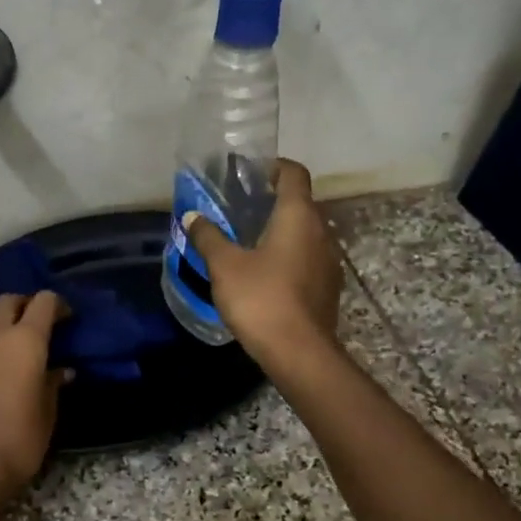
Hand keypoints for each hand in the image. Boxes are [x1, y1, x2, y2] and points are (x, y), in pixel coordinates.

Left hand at [0, 291, 68, 499]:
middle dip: (23, 305)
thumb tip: (62, 371)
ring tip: (1, 342)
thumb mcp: (46, 415)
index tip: (65, 317)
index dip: (56, 304)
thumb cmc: (17, 441)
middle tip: (34, 323)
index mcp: (25, 341)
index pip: (43, 302)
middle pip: (7, 301)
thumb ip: (52, 385)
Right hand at [185, 158, 342, 368]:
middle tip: (239, 207)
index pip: (294, 173)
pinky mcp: (327, 287)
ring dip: (280, 230)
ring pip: (304, 232)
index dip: (273, 166)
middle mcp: (321, 231)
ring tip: (247, 240)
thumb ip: (208, 237)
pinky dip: (287, 254)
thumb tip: (192, 216)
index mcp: (298, 216)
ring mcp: (328, 261)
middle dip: (272, 200)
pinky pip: (307, 258)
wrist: (299, 353)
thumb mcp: (224, 266)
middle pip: (300, 203)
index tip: (250, 172)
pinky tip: (263, 272)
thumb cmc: (261, 299)